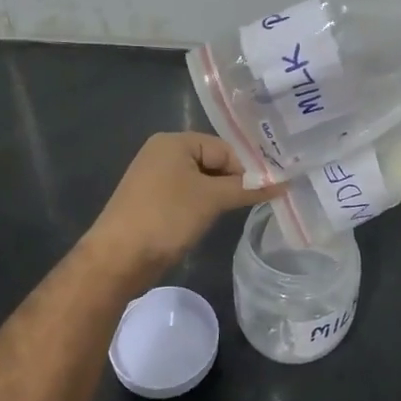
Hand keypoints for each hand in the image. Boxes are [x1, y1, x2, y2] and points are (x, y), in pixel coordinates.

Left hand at [83, 132, 279, 283]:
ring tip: (236, 212)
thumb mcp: (212, 199)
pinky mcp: (152, 201)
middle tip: (258, 202)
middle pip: (213, 162)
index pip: (224, 148)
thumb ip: (247, 188)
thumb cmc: (166, 218)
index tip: (267, 191)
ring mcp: (155, 177)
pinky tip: (210, 221)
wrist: (117, 259)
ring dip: (219, 196)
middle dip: (234, 182)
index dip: (246, 169)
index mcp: (174, 141)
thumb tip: (283, 182)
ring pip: (201, 181)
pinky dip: (202, 205)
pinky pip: (187, 195)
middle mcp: (163, 152)